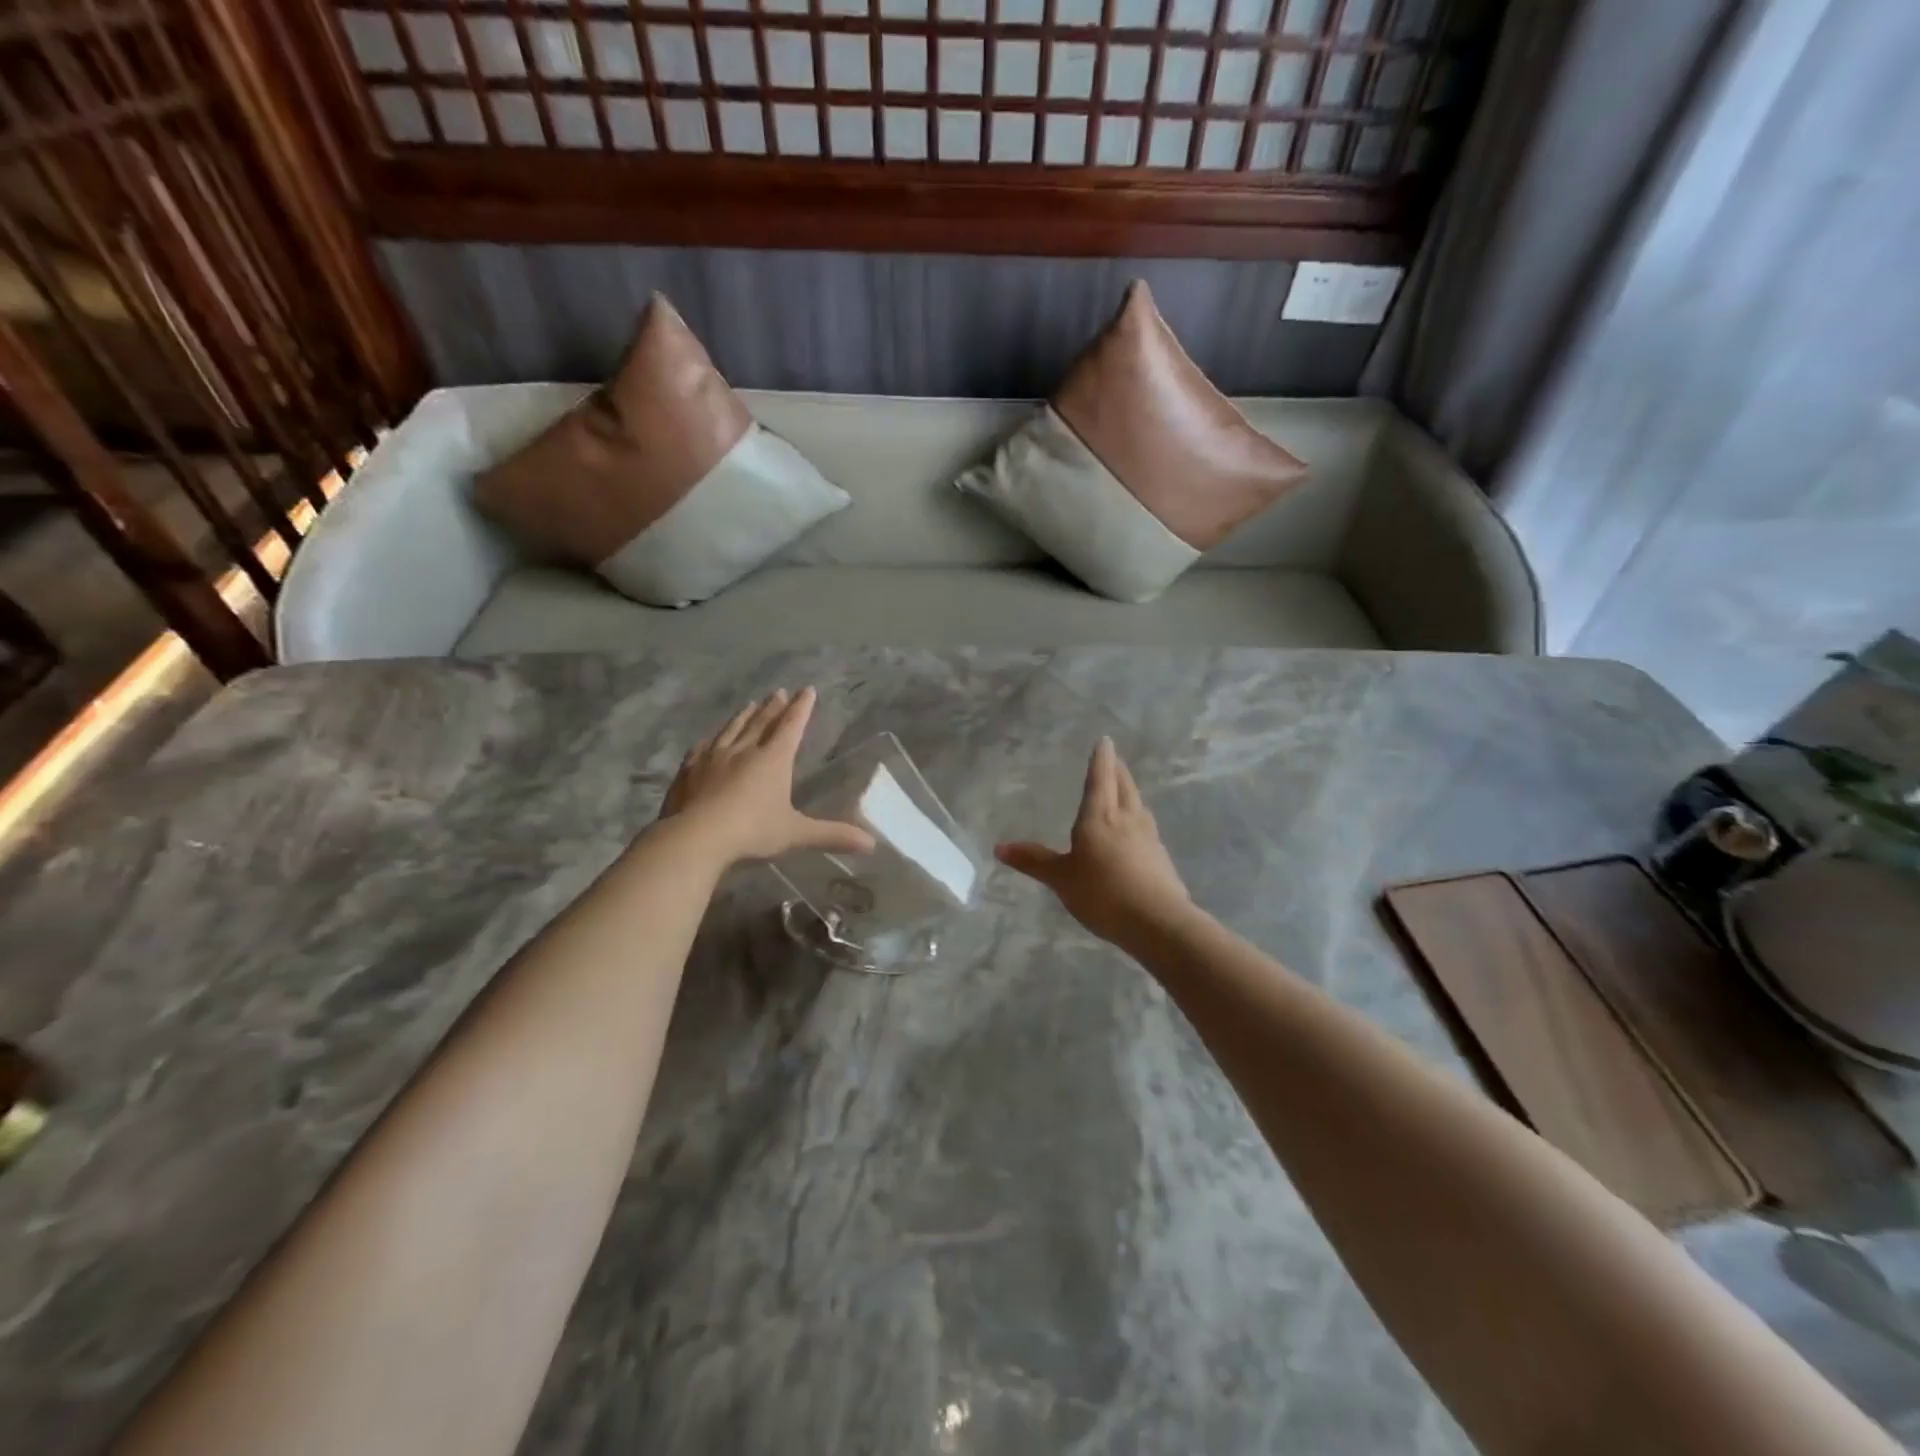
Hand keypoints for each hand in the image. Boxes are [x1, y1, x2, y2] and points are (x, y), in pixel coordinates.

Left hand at [659, 688, 875, 864]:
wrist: (694, 838)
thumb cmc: (752, 832)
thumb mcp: (796, 834)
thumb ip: (832, 835)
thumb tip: (872, 844)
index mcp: (773, 760)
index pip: (791, 726)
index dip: (801, 708)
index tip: (807, 690)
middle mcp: (744, 750)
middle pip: (761, 722)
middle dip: (773, 707)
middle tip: (779, 692)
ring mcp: (713, 757)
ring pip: (732, 729)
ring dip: (744, 715)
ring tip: (751, 704)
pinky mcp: (689, 770)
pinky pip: (703, 747)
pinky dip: (712, 739)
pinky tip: (709, 739)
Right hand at [996, 737, 1191, 946]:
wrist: (1157, 922)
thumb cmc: (1102, 893)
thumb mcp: (1061, 878)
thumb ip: (1033, 861)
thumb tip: (998, 847)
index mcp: (1100, 817)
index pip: (1100, 779)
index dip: (1100, 759)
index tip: (1105, 740)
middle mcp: (1127, 819)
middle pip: (1124, 786)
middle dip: (1117, 770)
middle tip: (1113, 759)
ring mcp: (1149, 838)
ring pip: (1138, 805)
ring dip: (1130, 793)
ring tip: (1124, 791)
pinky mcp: (1161, 858)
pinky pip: (1147, 828)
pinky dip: (1138, 820)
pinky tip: (1137, 832)